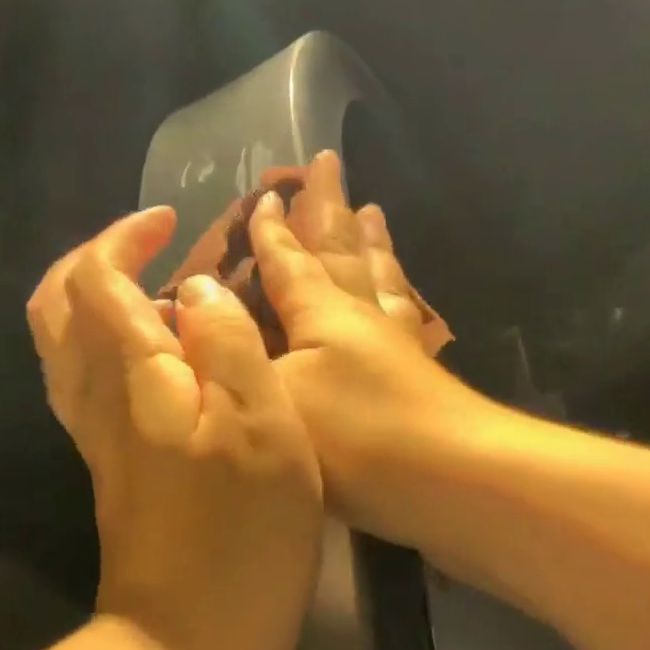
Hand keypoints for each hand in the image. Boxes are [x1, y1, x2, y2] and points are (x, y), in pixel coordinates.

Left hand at [27, 207, 323, 649]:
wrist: (186, 643)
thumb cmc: (242, 536)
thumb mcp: (262, 427)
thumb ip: (227, 345)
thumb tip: (195, 292)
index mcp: (132, 376)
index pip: (95, 279)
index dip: (124, 238)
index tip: (171, 220)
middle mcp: (96, 399)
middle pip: (55, 309)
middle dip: (91, 260)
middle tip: (148, 244)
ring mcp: (96, 438)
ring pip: (63, 347)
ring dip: (92, 301)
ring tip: (154, 287)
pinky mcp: (109, 469)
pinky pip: (84, 383)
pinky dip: (105, 346)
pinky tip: (156, 355)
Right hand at [249, 152, 476, 540]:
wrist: (453, 485)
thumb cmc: (354, 440)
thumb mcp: (274, 395)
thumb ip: (232, 350)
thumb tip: (196, 303)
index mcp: (323, 314)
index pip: (290, 261)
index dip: (272, 231)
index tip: (265, 194)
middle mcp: (362, 318)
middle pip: (342, 252)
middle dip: (329, 209)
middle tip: (329, 164)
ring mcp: (397, 347)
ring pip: (379, 279)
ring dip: (370, 244)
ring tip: (373, 212)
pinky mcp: (421, 378)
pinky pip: (405, 318)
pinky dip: (398, 296)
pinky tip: (402, 299)